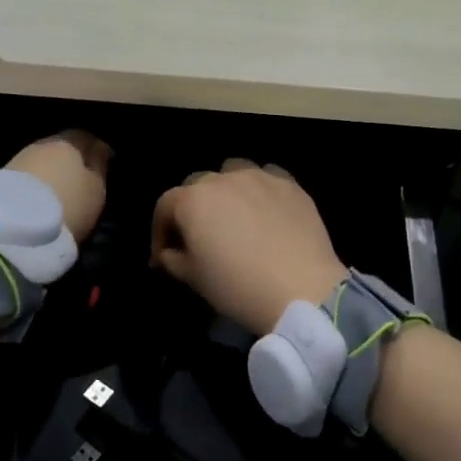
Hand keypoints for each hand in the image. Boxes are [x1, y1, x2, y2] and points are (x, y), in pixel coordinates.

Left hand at [7, 131, 110, 243]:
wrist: (15, 227)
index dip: (96, 149)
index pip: (86, 136)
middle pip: (62, 147)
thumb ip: (99, 166)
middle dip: (72, 160)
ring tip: (62, 193)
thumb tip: (100, 148)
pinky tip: (43, 199)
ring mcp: (18, 159)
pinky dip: (38, 184)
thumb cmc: (68, 203)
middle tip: (83, 180)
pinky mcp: (1, 179)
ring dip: (52, 173)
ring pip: (42, 161)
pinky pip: (29, 177)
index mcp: (68, 141)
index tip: (104, 163)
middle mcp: (42, 143)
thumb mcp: (96, 189)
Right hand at [150, 160, 347, 332]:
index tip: (164, 255)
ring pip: (233, 172)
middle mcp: (224, 179)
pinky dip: (259, 191)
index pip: (165, 206)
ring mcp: (260, 177)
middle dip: (192, 208)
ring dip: (226, 191)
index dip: (160, 230)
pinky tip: (265, 211)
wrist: (300, 288)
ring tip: (234, 216)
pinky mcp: (290, 184)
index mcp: (193, 200)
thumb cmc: (238, 286)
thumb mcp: (194, 279)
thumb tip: (169, 252)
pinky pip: (267, 178)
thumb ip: (173, 260)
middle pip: (197, 185)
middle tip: (199, 236)